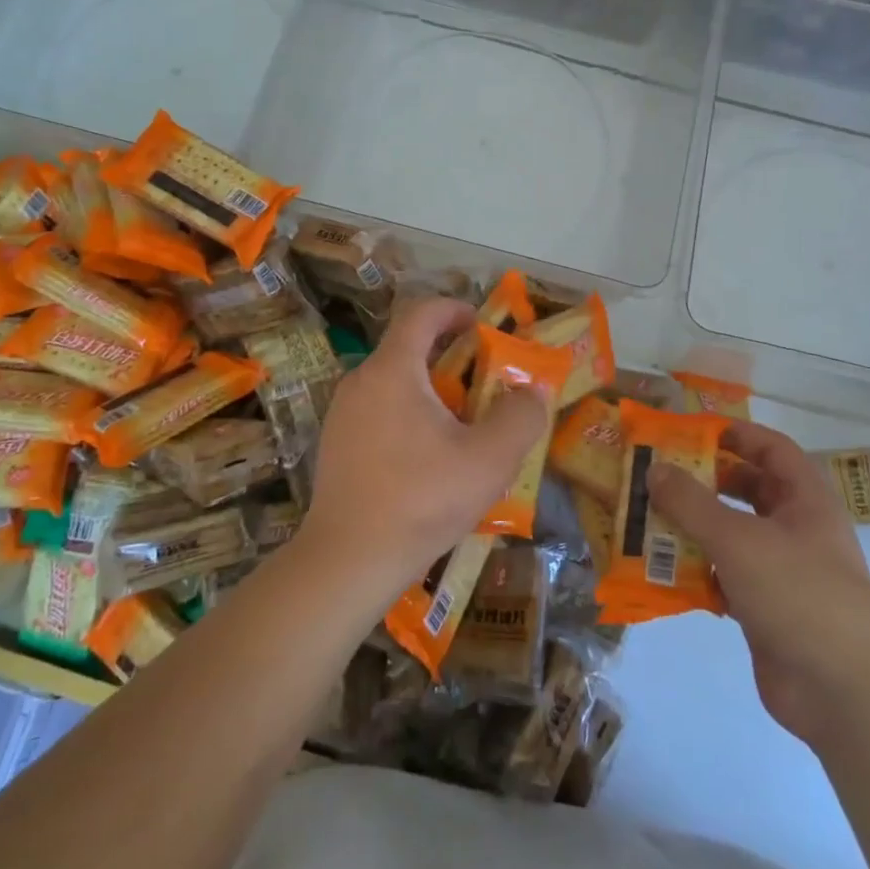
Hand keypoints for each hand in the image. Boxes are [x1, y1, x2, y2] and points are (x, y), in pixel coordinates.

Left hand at [298, 297, 549, 608]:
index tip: (483, 326)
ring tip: (462, 426)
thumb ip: (520, 418)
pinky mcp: (335, 443)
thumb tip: (533, 391)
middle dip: (450, 356)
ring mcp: (342, 413)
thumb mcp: (488, 460)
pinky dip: (408, 415)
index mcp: (393, 369)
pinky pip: (378, 410)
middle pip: (408, 347)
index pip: (421, 312)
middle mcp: (361, 380)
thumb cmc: (422, 499)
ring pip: (394, 382)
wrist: (348, 559)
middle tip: (484, 384)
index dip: (455, 309)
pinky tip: (427, 459)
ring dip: (431, 390)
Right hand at [651, 421, 869, 747]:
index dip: (736, 434)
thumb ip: (691, 502)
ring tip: (647, 519)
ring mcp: (781, 572)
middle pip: (748, 490)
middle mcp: (796, 530)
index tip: (690, 432)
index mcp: (805, 501)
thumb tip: (654, 469)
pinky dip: (696, 570)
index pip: (772, 449)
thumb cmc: (798, 594)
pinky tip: (661, 570)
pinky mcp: (765, 609)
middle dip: (705, 481)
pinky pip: (724, 576)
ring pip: (731, 534)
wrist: (843, 694)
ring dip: (693, 527)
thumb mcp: (738, 538)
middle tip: (659, 476)